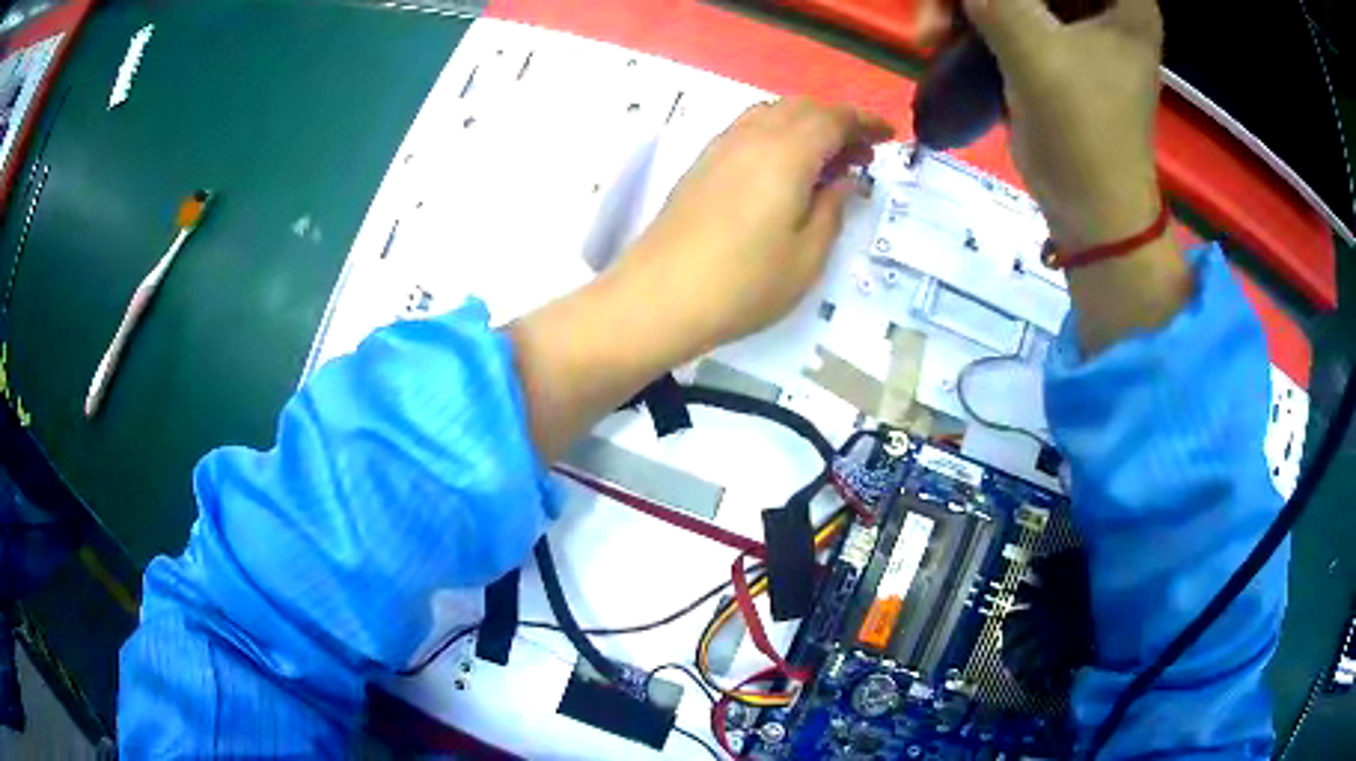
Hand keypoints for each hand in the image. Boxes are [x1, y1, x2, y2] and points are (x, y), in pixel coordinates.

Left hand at [511, 99, 889, 458]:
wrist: (658, 298)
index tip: (888, 137)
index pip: (833, 119)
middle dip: (837, 123)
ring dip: (805, 126)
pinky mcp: (701, 164)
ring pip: (772, 114)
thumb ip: (832, 209)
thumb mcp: (807, 256)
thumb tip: (844, 179)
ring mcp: (720, 147)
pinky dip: (777, 135)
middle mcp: (752, 136)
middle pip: (802, 108)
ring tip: (825, 162)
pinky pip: (748, 129)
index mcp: (787, 153)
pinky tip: (783, 170)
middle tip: (860, 156)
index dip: (864, 123)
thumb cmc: (743, 284)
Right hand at [965, 0, 1163, 250]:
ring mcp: (1073, 19)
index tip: (986, 3)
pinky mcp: (1049, 40)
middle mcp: (1100, 1)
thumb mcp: (1036, 54)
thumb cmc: (1084, 137)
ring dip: (960, 4)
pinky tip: (942, 39)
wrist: (1090, 212)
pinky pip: (999, 7)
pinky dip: (967, 18)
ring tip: (931, 35)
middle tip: (940, 14)